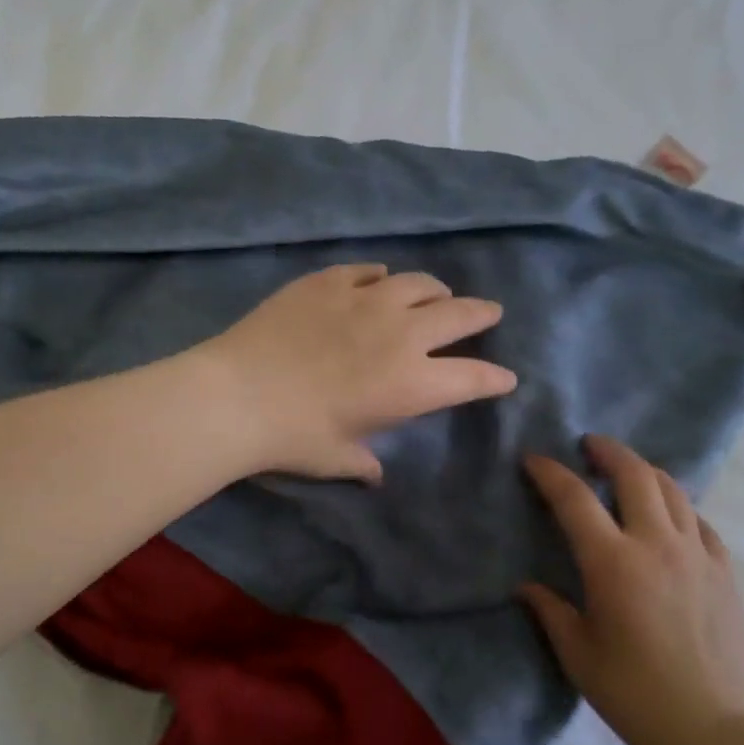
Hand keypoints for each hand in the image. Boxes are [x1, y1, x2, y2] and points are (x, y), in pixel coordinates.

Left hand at [204, 264, 517, 481]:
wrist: (236, 395)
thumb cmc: (293, 437)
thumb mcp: (335, 459)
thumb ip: (363, 463)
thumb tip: (374, 473)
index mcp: (411, 383)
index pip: (472, 377)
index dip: (494, 378)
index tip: (507, 376)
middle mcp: (401, 334)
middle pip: (459, 315)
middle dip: (482, 315)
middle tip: (490, 313)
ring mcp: (365, 300)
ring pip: (418, 283)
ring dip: (435, 290)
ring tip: (436, 294)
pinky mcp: (329, 281)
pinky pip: (368, 271)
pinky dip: (382, 277)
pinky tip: (379, 281)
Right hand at [521, 434, 743, 744]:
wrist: (708, 728)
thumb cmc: (631, 691)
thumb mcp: (577, 652)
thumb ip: (550, 609)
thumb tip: (526, 586)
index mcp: (613, 562)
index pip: (575, 498)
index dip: (550, 473)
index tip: (534, 459)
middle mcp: (657, 544)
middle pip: (635, 474)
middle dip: (608, 451)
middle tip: (589, 445)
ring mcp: (698, 553)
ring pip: (673, 490)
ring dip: (645, 471)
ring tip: (627, 472)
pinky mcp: (724, 570)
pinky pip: (700, 521)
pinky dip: (678, 507)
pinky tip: (669, 517)